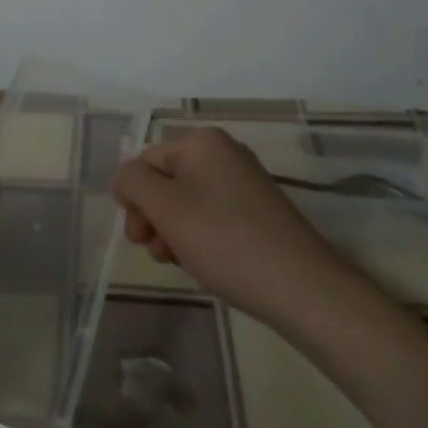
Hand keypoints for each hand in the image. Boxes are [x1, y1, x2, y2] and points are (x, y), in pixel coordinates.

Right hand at [113, 127, 344, 326]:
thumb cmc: (225, 241)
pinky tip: (204, 263)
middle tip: (156, 253)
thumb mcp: (166, 209)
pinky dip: (199, 236)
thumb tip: (125, 176)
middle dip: (153, 216)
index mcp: (202, 141)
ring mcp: (244, 181)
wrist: (301, 287)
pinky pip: (212, 214)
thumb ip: (134, 182)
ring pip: (187, 201)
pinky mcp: (257, 210)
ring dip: (173, 230)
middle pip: (167, 179)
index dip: (134, 198)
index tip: (138, 238)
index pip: (146, 160)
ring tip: (180, 262)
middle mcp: (224, 152)